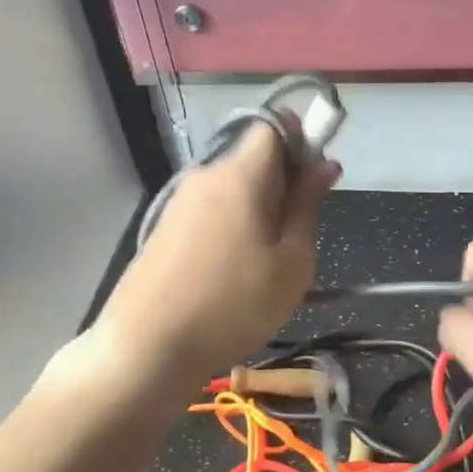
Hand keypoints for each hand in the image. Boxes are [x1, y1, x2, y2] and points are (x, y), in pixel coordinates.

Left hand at [91, 125, 338, 386]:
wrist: (147, 347)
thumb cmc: (234, 305)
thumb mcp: (291, 262)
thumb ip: (308, 206)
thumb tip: (324, 163)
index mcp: (241, 174)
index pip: (274, 124)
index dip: (301, 141)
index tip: (314, 182)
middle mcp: (206, 175)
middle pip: (254, 159)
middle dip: (283, 184)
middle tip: (297, 238)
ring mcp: (179, 202)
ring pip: (233, 189)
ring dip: (258, 211)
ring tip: (265, 266)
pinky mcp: (164, 228)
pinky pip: (211, 212)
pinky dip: (232, 229)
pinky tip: (232, 275)